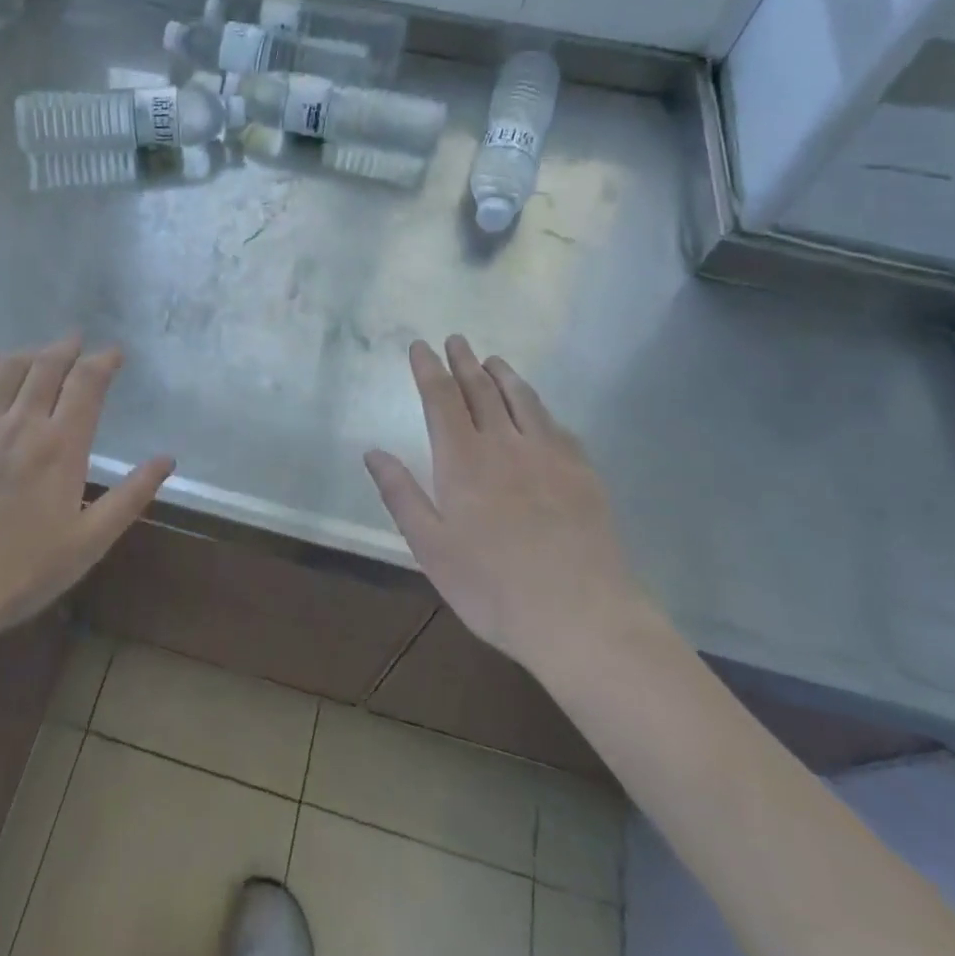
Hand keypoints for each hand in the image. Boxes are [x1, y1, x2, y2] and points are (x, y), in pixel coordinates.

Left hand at [0, 335, 174, 640]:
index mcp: (61, 446)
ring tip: (43, 351)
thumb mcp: (88, 543)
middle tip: (77, 341)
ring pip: (8, 370)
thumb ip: (130, 497)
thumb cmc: (20, 573)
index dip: (103, 361)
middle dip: (67, 348)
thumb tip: (167, 459)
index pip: (87, 383)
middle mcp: (21, 424)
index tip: (114, 354)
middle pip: (47, 366)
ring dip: (31, 353)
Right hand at [364, 336, 656, 676]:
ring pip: (522, 399)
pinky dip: (540, 408)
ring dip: (503, 375)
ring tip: (493, 360)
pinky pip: (556, 425)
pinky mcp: (582, 471)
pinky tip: (539, 411)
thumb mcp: (431, 547)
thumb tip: (372, 451)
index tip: (421, 346)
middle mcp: (504, 444)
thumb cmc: (492, 587)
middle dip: (464, 361)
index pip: (441, 398)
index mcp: (463, 460)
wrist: (581, 615)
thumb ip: (401, 495)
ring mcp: (548, 454)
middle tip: (456, 339)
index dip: (429, 368)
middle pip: (481, 389)